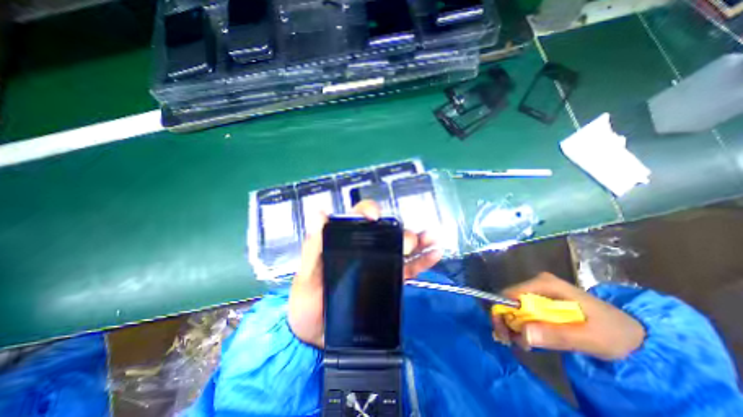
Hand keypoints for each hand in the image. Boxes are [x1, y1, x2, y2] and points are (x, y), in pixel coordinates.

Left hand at [288, 201, 439, 346]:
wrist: (315, 336)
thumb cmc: (307, 301)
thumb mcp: (306, 274)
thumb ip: (314, 246)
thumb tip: (320, 214)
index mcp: (345, 241)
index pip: (359, 218)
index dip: (369, 211)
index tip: (374, 217)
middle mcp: (365, 249)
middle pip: (387, 233)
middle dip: (400, 233)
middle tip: (408, 242)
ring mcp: (378, 265)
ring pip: (401, 249)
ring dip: (418, 242)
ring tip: (432, 238)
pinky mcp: (387, 281)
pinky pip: (408, 269)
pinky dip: (422, 262)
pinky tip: (434, 254)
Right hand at [492, 271, 644, 359]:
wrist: (635, 334)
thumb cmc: (615, 333)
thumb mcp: (591, 339)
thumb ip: (558, 335)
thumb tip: (523, 333)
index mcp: (545, 284)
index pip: (511, 293)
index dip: (502, 311)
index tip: (504, 334)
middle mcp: (537, 283)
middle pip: (510, 299)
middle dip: (507, 321)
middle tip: (512, 342)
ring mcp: (539, 291)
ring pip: (514, 306)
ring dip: (514, 326)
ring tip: (524, 345)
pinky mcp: (542, 300)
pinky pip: (523, 311)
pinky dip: (522, 326)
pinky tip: (530, 339)